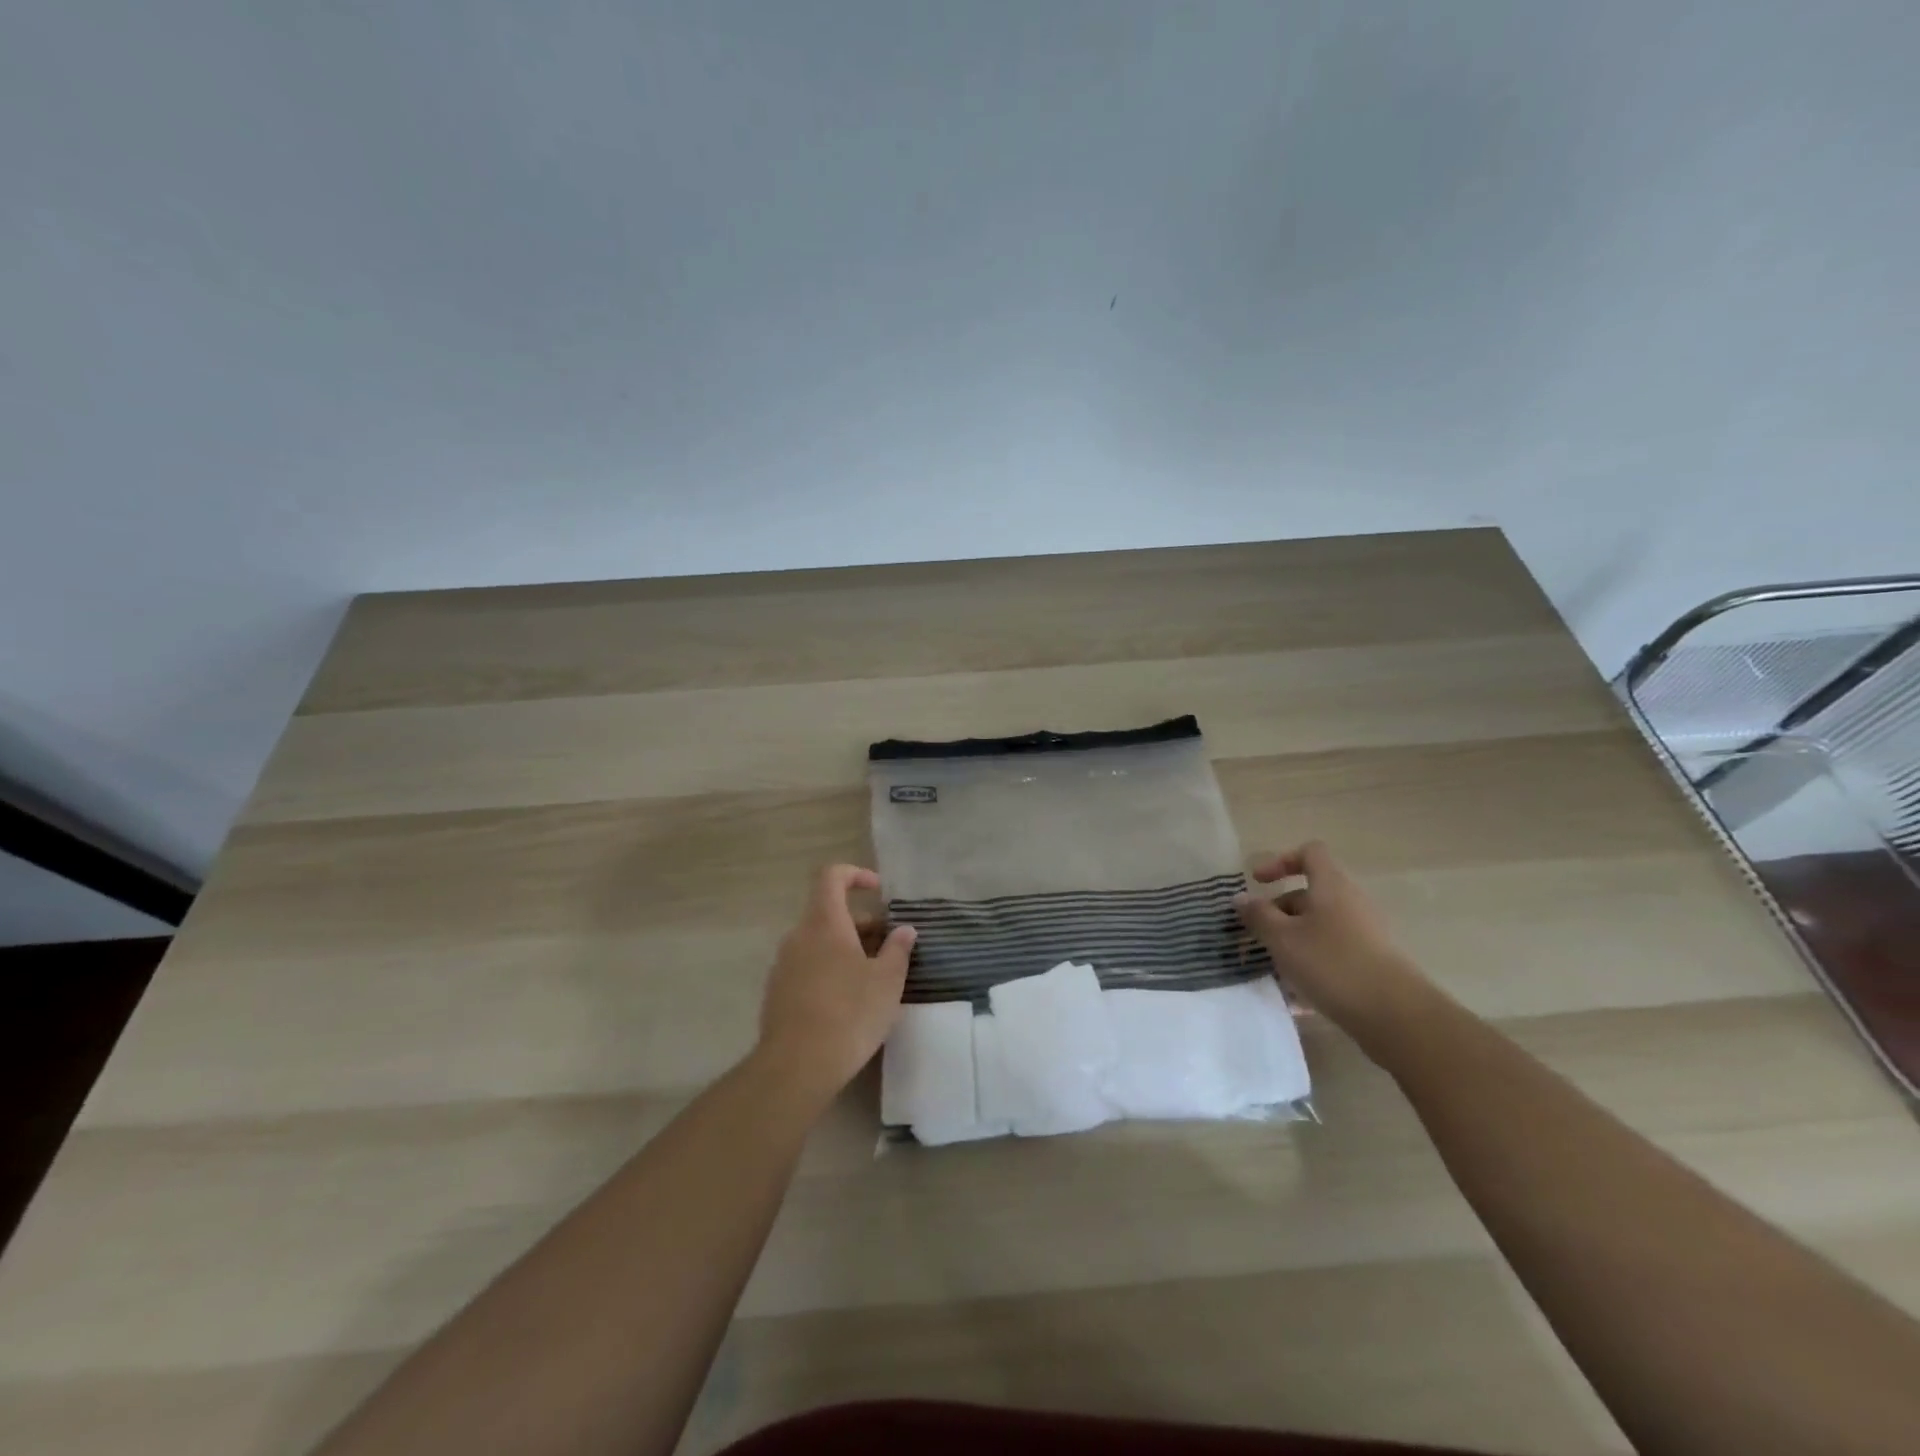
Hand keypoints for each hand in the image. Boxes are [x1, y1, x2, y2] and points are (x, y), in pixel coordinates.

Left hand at [755, 864, 915, 1097]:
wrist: (797, 1066)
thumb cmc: (850, 1013)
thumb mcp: (887, 981)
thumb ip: (898, 950)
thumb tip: (905, 930)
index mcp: (824, 923)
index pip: (832, 877)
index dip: (856, 875)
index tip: (879, 891)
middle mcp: (798, 936)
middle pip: (829, 913)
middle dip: (861, 924)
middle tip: (889, 947)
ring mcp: (783, 965)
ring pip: (818, 942)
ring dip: (846, 949)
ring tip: (873, 977)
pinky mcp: (777, 993)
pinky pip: (807, 967)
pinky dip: (829, 970)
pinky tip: (848, 1002)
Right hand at [1234, 841, 1432, 1037]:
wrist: (1395, 1014)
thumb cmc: (1331, 963)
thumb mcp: (1282, 938)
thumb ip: (1258, 915)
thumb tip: (1240, 898)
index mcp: (1331, 885)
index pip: (1309, 853)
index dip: (1281, 861)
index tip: (1259, 883)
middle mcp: (1351, 901)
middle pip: (1310, 893)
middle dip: (1279, 911)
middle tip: (1258, 934)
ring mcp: (1365, 932)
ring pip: (1319, 925)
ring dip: (1293, 939)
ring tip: (1274, 967)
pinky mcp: (1371, 960)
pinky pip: (1333, 950)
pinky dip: (1312, 961)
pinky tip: (1297, 993)